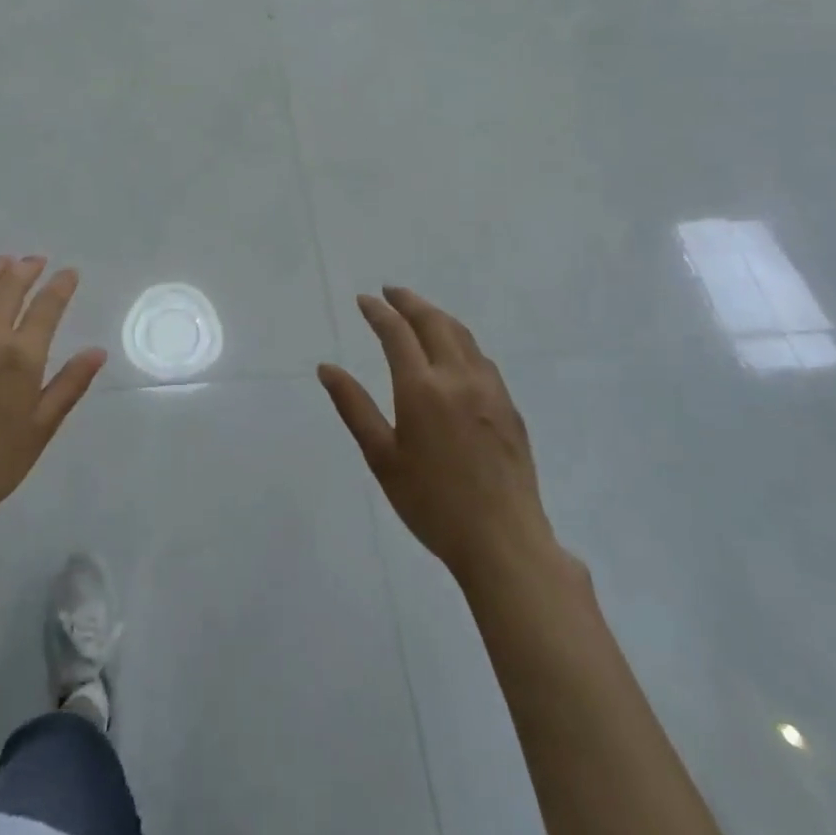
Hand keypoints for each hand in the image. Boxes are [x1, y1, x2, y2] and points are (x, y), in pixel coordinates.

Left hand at [0, 256, 107, 527]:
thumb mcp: (42, 426)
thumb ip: (70, 383)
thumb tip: (97, 351)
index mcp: (21, 356)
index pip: (46, 305)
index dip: (60, 285)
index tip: (69, 274)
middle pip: (9, 286)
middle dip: (26, 268)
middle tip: (37, 262)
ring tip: (5, 263)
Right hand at [319, 287, 576, 594]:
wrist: (504, 542)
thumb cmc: (432, 503)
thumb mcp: (382, 458)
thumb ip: (354, 407)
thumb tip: (326, 368)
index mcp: (422, 388)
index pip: (396, 333)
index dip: (378, 311)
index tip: (364, 300)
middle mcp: (457, 377)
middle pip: (433, 322)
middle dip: (409, 302)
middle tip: (390, 292)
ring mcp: (489, 390)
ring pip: (462, 335)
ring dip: (437, 316)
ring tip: (420, 312)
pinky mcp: (509, 407)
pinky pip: (481, 357)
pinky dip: (461, 340)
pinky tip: (455, 351)